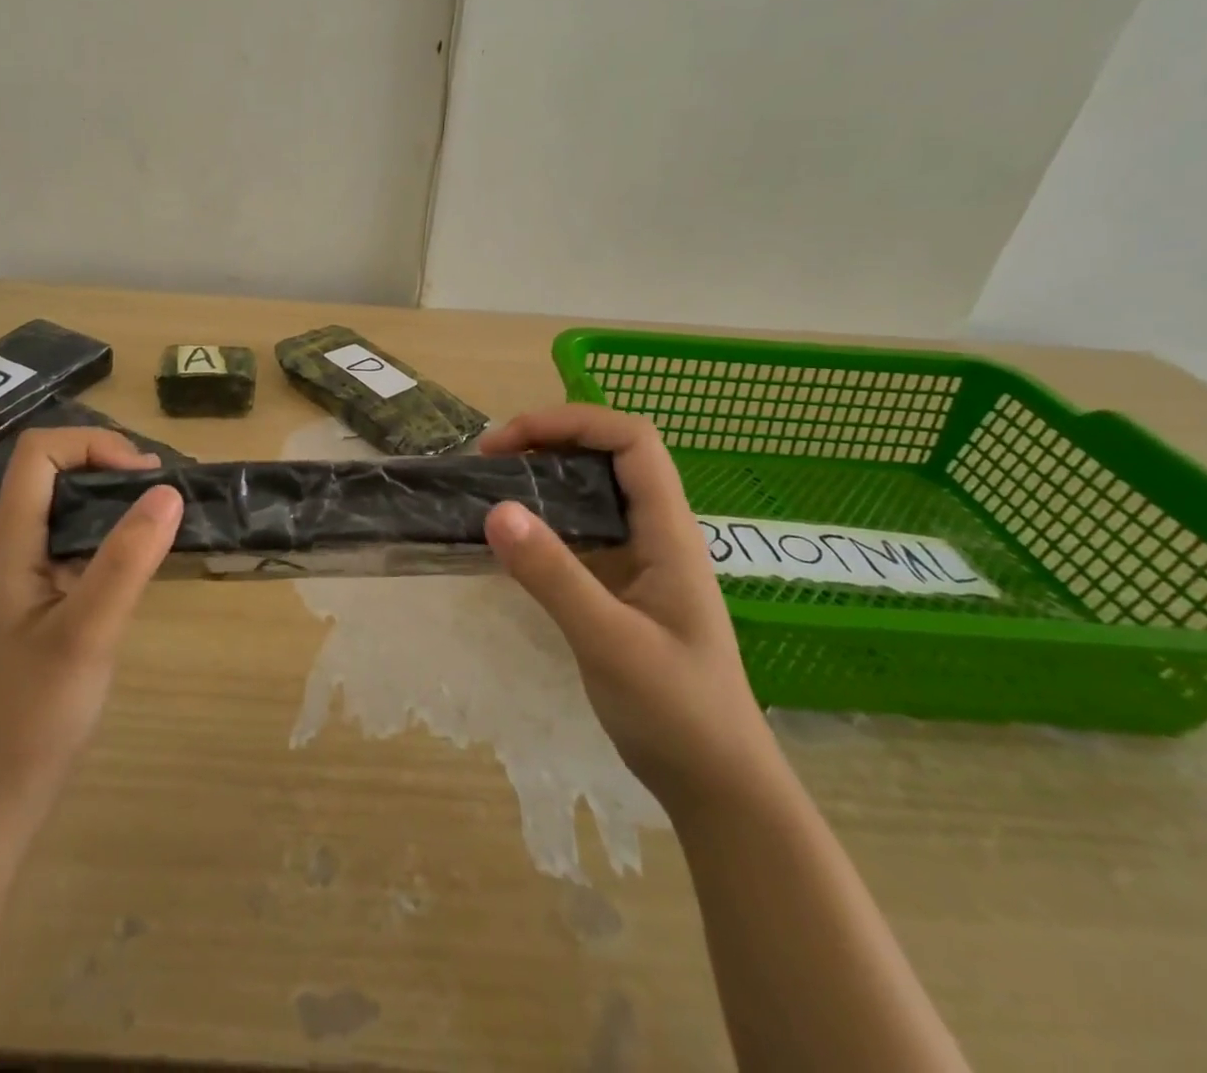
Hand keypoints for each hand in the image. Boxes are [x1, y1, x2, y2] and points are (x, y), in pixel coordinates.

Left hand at [0, 428, 183, 827]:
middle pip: (58, 473)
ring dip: (121, 503)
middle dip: (115, 467)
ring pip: (73, 513)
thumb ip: (126, 561)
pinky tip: (151, 565)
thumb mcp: (85, 635)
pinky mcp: (48, 608)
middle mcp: (17, 550)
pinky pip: (84, 550)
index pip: (38, 453)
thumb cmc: (28, 720)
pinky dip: (120, 540)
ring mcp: (31, 580)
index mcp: (11, 544)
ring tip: (172, 522)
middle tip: (171, 496)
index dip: (92, 445)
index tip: (145, 478)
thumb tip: (168, 491)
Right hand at [481, 406, 779, 814]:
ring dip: (543, 476)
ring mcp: (640, 560)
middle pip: (608, 454)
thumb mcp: (610, 641)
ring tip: (491, 487)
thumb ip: (554, 575)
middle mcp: (656, 532)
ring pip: (592, 491)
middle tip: (488, 461)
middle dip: (548, 440)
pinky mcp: (621, 586)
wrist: (717, 786)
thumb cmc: (676, 712)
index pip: (632, 439)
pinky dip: (543, 518)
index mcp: (669, 531)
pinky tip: (510, 539)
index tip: (511, 440)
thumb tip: (496, 508)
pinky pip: (580, 531)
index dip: (573, 421)